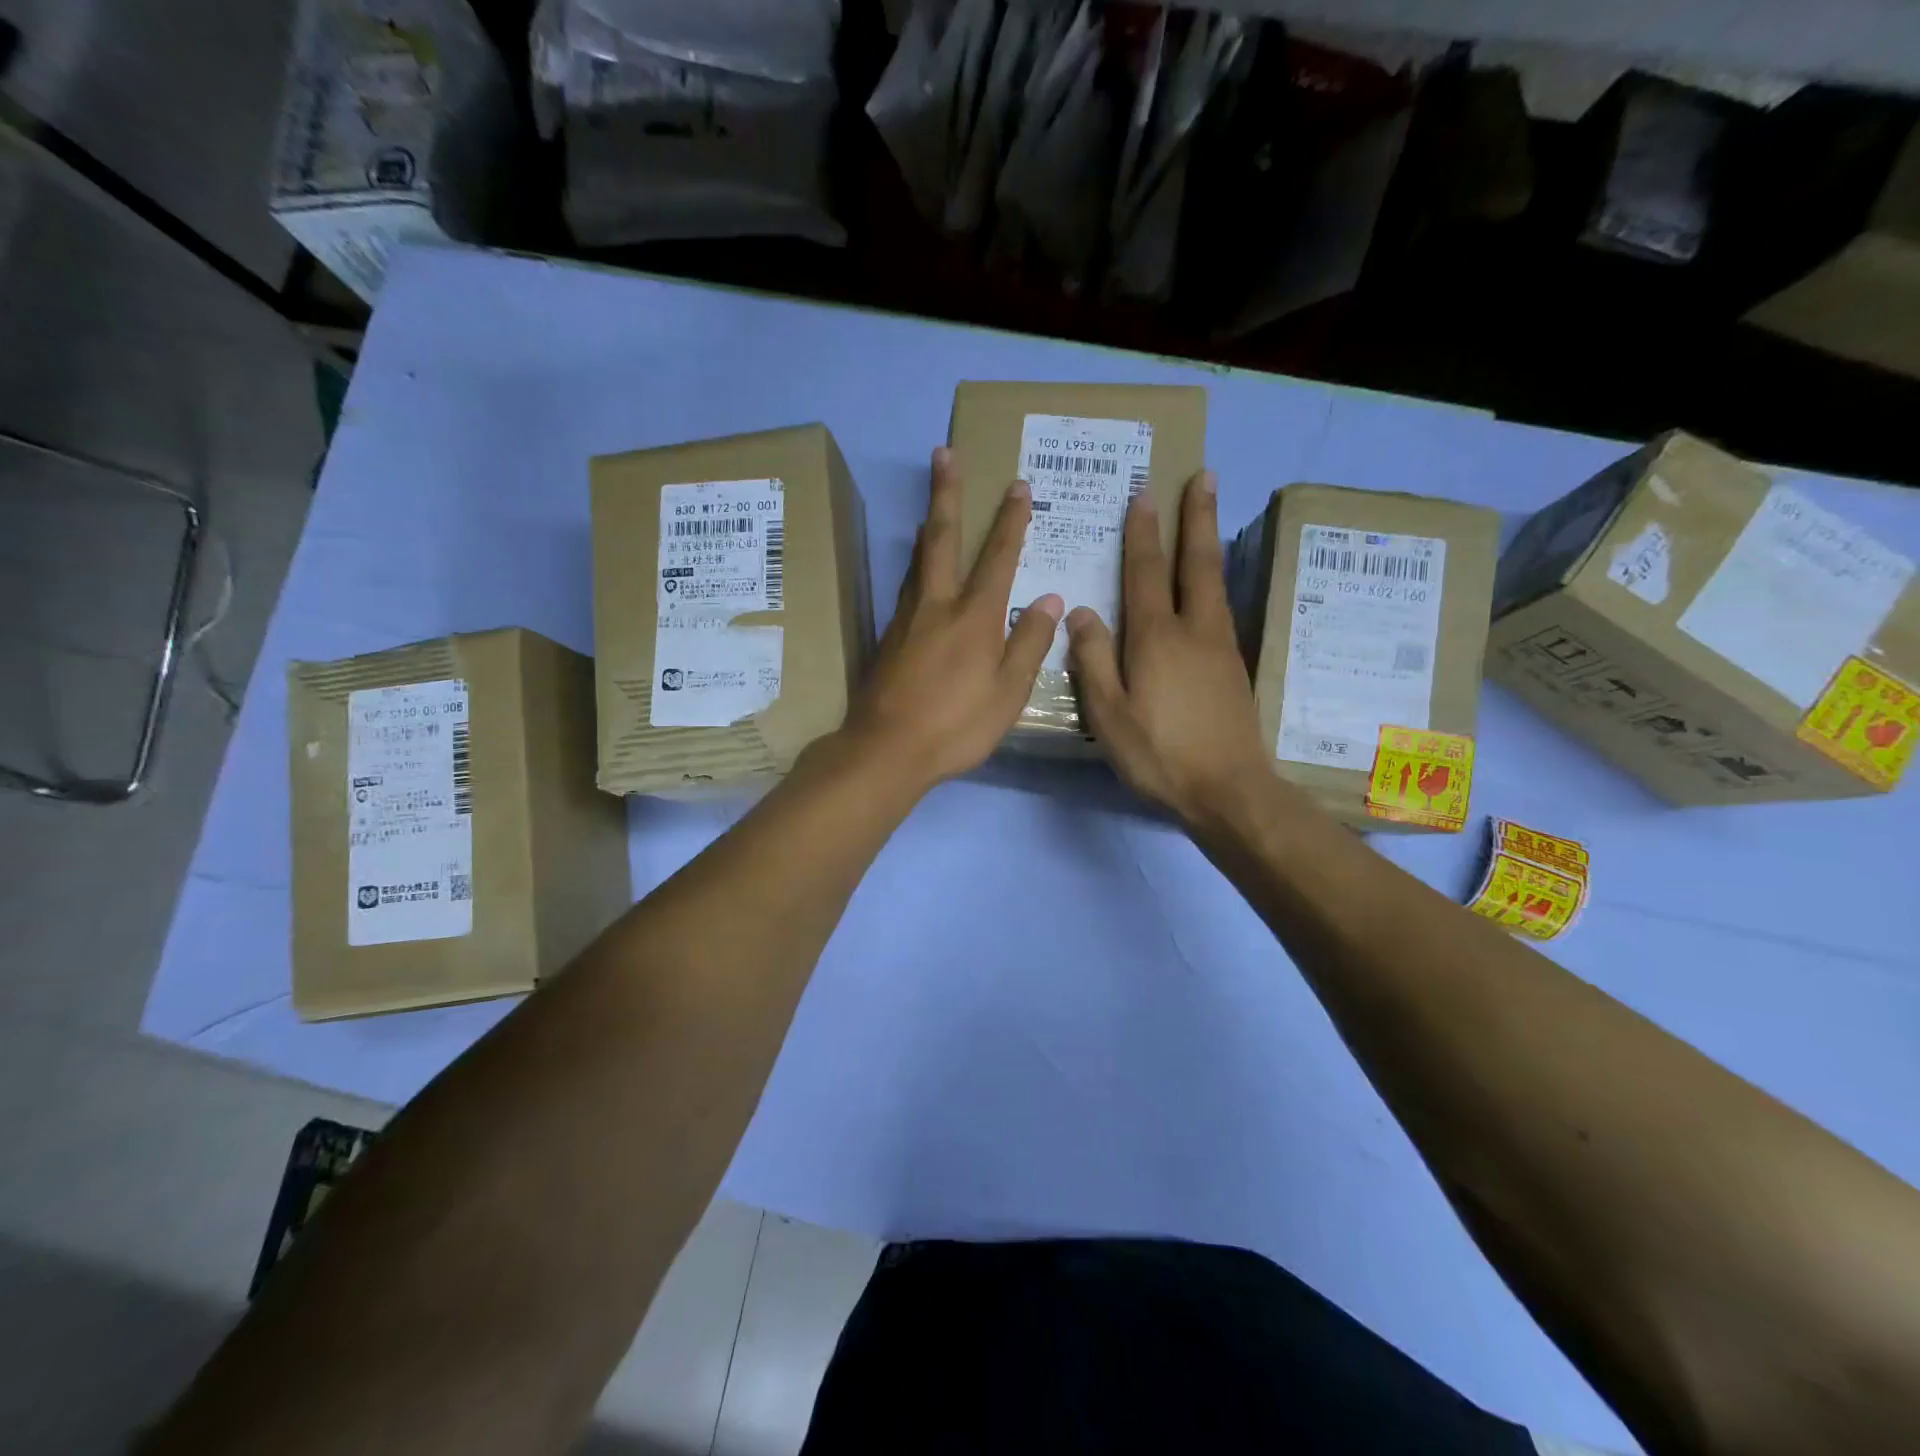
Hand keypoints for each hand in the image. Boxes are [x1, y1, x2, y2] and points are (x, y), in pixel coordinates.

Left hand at [840, 447, 1060, 791]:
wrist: (887, 749)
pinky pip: (907, 588)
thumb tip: (1050, 598)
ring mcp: (906, 619)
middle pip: (942, 539)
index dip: (1011, 521)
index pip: (998, 557)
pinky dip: (916, 567)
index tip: (1018, 486)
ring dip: (929, 528)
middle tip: (943, 454)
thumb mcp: (1008, 692)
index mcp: (974, 616)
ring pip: (918, 561)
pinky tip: (918, 573)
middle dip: (947, 493)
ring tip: (932, 508)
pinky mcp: (888, 638)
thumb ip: (1029, 642)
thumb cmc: (957, 725)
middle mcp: (937, 605)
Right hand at [1066, 472, 1272, 825]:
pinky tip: (1209, 585)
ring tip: (1208, 514)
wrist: (1228, 790)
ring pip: (1215, 582)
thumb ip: (1093, 660)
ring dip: (1209, 542)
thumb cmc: (1159, 755)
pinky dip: (1214, 580)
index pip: (1145, 573)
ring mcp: (1221, 647)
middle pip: (1196, 563)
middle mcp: (1194, 631)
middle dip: (1196, 518)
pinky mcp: (1234, 667)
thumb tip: (1080, 611)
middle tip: (1203, 477)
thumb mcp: (1109, 714)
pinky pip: (1221, 607)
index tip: (1144, 494)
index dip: (1142, 534)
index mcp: (1157, 638)